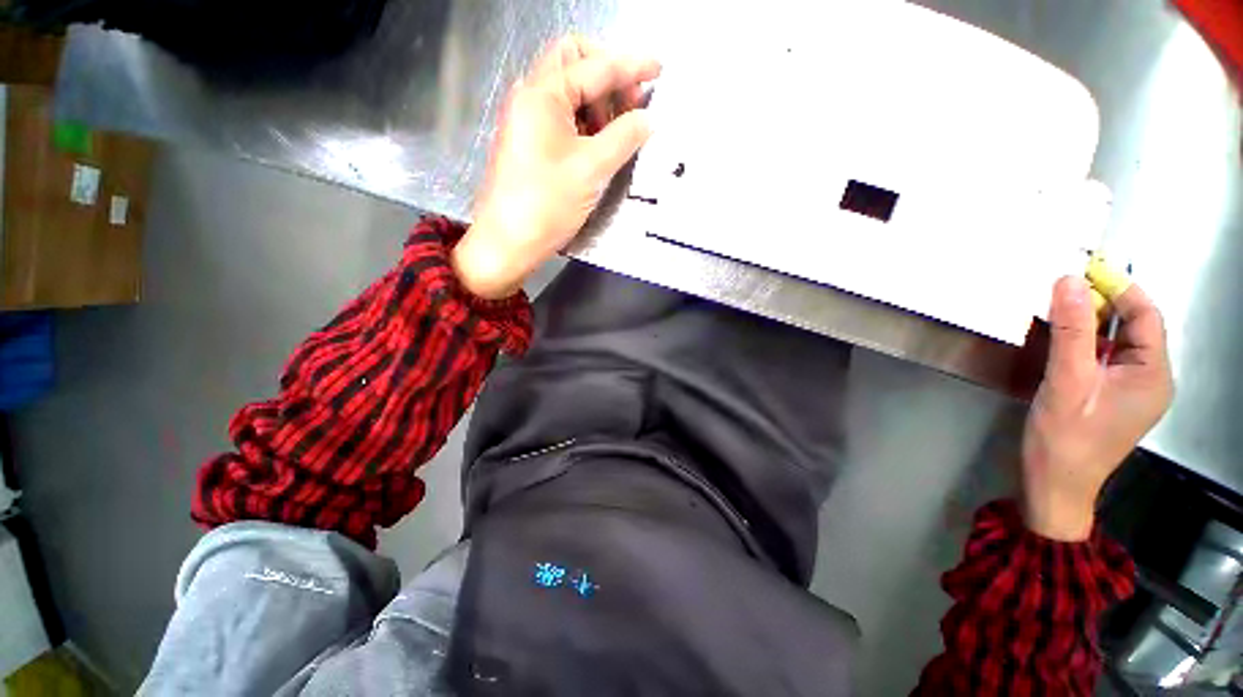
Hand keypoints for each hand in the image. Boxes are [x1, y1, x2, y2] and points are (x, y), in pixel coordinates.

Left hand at [452, 36, 660, 298]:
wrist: (508, 242)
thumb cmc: (546, 204)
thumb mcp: (591, 169)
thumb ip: (624, 137)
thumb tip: (648, 120)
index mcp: (542, 94)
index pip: (594, 66)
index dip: (630, 66)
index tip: (658, 69)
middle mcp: (531, 98)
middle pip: (573, 64)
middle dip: (607, 76)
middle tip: (632, 104)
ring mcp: (528, 121)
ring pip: (568, 93)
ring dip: (598, 103)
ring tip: (620, 132)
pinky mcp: (530, 144)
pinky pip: (563, 118)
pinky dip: (586, 123)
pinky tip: (602, 144)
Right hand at [1021, 275, 1173, 540]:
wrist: (1055, 484)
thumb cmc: (1066, 437)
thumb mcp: (1067, 381)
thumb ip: (1071, 330)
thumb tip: (1068, 281)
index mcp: (1154, 374)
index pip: (1145, 316)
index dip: (1118, 288)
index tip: (1084, 268)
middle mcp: (1151, 377)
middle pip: (1133, 327)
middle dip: (1101, 304)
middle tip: (1062, 288)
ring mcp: (1132, 389)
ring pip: (1116, 342)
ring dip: (1089, 323)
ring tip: (1057, 309)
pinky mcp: (1112, 396)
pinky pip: (1104, 358)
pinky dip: (1084, 342)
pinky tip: (1061, 340)